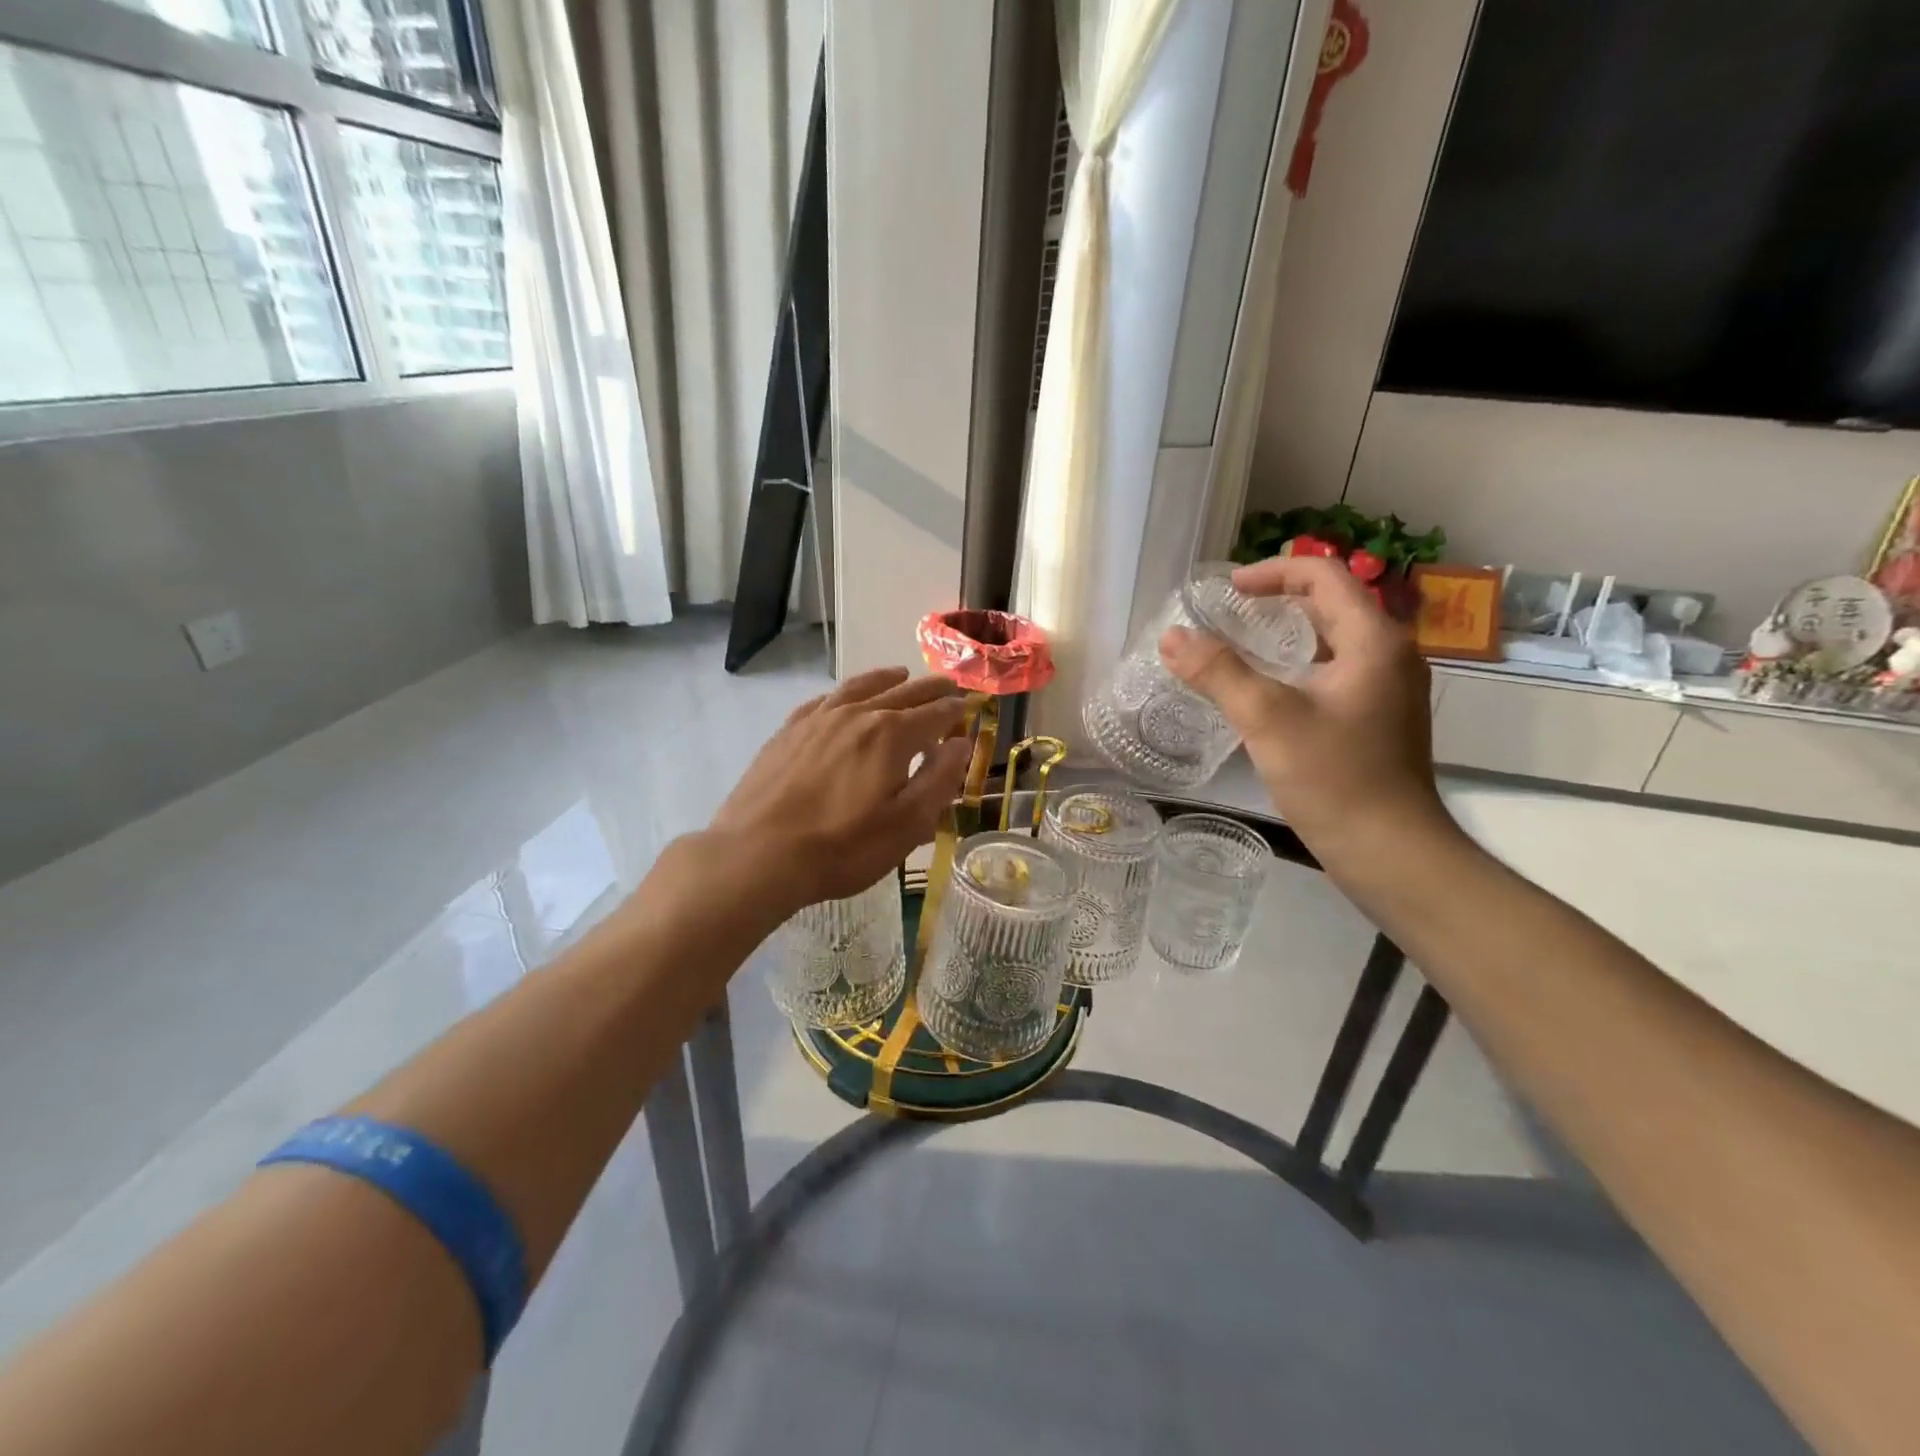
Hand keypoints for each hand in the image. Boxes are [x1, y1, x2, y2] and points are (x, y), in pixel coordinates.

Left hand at [709, 668, 973, 912]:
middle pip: (902, 693)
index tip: (969, 707)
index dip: (955, 711)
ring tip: (901, 674)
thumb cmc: (842, 847)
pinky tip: (844, 698)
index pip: (934, 714)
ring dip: (886, 679)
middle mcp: (857, 715)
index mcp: (891, 735)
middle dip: (929, 689)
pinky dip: (844, 693)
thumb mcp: (906, 825)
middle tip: (947, 685)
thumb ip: (938, 780)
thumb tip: (960, 744)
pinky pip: (824, 700)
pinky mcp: (789, 731)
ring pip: (860, 688)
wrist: (758, 854)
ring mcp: (818, 720)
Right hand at [1158, 555, 1445, 852]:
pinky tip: (1268, 691)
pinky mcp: (1379, 718)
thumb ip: (1218, 672)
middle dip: (1278, 599)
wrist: (1389, 851)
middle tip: (1228, 614)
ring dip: (1288, 633)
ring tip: (1241, 646)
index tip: (1227, 591)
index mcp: (1373, 640)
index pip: (1323, 575)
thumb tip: (1172, 636)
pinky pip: (1336, 670)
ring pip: (1333, 639)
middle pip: (1331, 603)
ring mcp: (1388, 688)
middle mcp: (1389, 654)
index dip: (1272, 572)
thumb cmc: (1334, 778)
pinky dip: (1299, 665)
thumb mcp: (1267, 719)